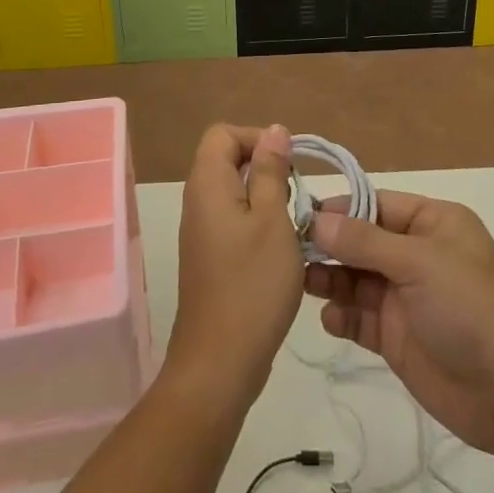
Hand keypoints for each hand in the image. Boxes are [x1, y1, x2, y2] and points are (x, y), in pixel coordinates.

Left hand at [167, 124, 303, 409]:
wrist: (220, 361)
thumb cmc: (252, 284)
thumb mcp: (273, 220)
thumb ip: (272, 171)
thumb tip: (274, 130)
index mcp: (207, 184)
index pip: (223, 134)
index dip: (256, 138)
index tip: (288, 163)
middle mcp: (197, 200)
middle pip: (226, 159)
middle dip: (265, 166)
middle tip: (296, 193)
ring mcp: (201, 230)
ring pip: (233, 190)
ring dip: (265, 195)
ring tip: (294, 220)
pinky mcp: (209, 255)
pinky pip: (232, 218)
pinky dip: (257, 220)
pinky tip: (281, 247)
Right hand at [306, 191, 493, 456]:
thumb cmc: (469, 307)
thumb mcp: (418, 262)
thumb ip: (363, 241)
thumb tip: (316, 220)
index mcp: (433, 223)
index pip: (376, 204)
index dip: (340, 208)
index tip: (299, 214)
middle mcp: (418, 254)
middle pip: (362, 241)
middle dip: (329, 245)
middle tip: (289, 250)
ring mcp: (406, 296)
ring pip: (356, 278)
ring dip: (329, 279)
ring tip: (299, 282)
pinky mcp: (397, 336)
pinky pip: (360, 317)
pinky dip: (342, 315)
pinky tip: (330, 319)